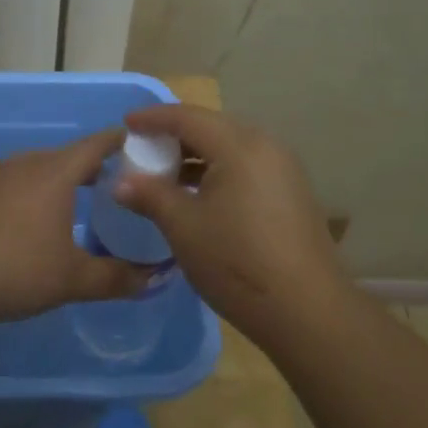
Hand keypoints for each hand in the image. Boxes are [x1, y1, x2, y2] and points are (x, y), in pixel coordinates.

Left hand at [0, 129, 147, 328]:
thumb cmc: (18, 272)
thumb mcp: (74, 280)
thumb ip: (117, 277)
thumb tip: (154, 279)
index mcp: (55, 173)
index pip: (95, 145)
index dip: (117, 142)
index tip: (134, 144)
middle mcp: (24, 162)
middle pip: (64, 155)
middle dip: (88, 166)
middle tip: (108, 183)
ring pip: (32, 166)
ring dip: (52, 177)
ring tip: (66, 199)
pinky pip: (5, 180)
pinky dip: (21, 189)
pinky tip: (20, 212)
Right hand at [113, 105, 348, 342]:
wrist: (307, 310)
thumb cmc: (237, 262)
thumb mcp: (184, 227)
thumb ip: (150, 195)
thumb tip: (120, 182)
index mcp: (239, 145)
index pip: (188, 117)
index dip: (154, 118)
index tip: (127, 124)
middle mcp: (266, 145)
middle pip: (212, 127)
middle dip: (175, 134)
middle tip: (144, 147)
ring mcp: (283, 168)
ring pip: (230, 147)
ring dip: (196, 154)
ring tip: (166, 172)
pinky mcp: (291, 191)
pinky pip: (246, 166)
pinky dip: (218, 170)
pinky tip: (199, 194)